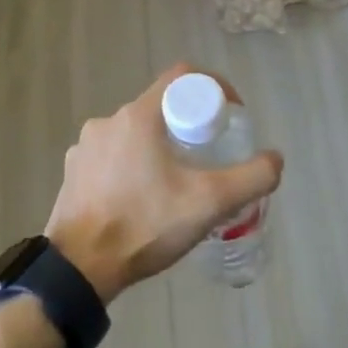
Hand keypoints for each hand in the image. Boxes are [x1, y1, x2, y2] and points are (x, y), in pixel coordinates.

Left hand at [46, 64, 282, 304]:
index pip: (182, 77)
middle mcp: (107, 122)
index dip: (213, 88)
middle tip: (209, 157)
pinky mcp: (73, 173)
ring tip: (177, 183)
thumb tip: (274, 160)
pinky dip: (133, 168)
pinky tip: (143, 199)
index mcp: (138, 116)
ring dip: (160, 148)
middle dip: (189, 126)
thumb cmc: (144, 225)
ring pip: (135, 134)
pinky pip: (112, 158)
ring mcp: (84, 148)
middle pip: (160, 108)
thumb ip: (252, 178)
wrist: (79, 270)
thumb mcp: (210, 203)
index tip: (229, 117)